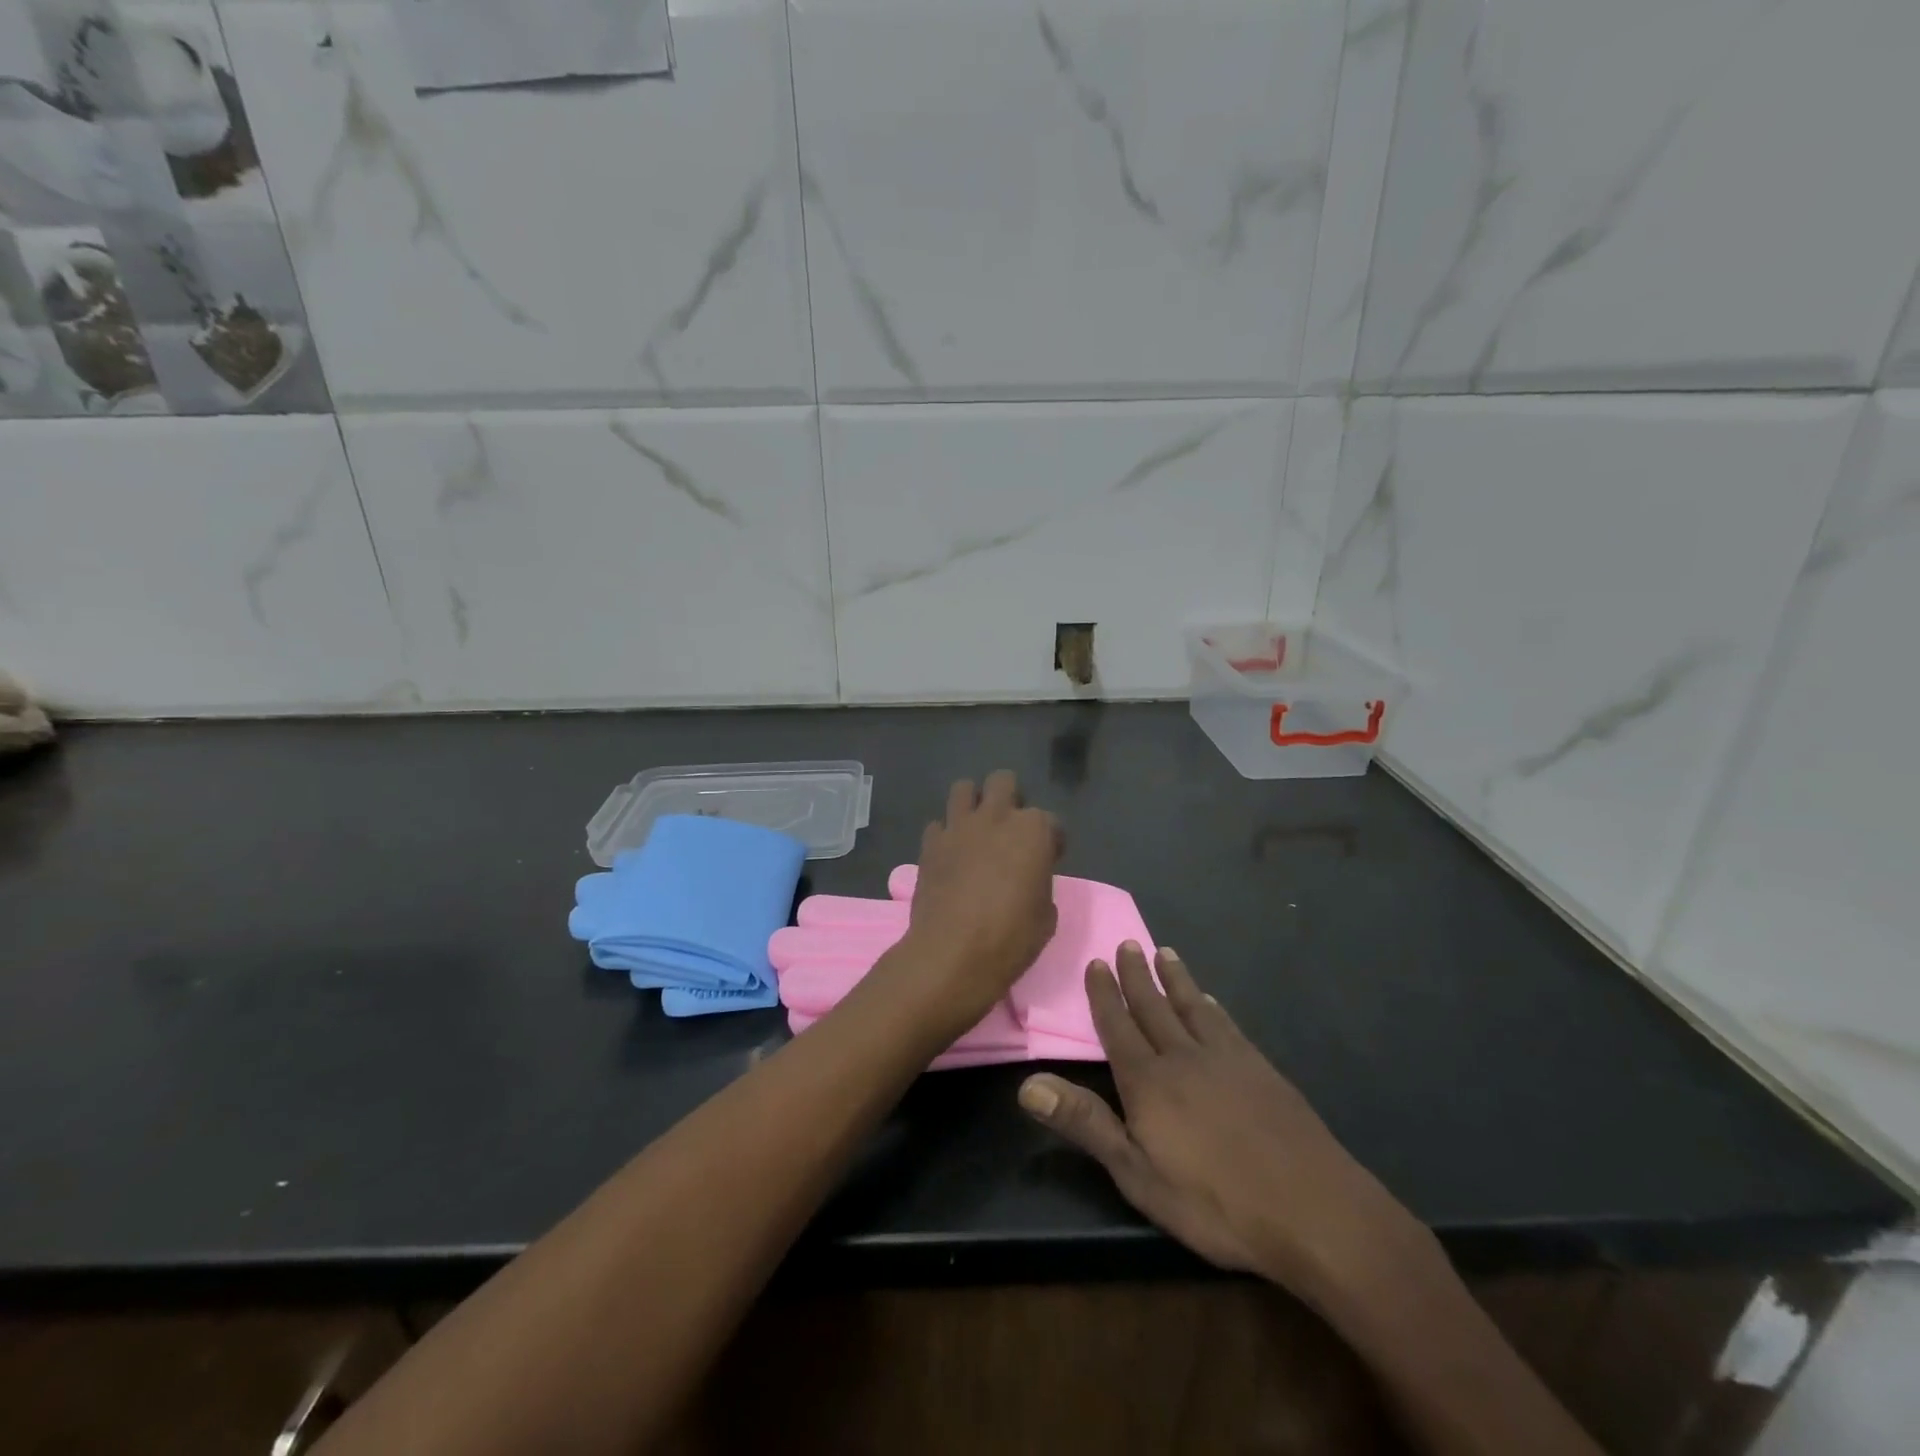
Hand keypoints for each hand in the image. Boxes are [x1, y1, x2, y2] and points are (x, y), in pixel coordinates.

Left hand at [895, 771, 1061, 1033]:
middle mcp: (996, 817)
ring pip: (964, 788)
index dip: (1052, 840)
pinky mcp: (930, 843)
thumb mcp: (1046, 916)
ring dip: (973, 802)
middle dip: (1010, 798)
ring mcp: (959, 826)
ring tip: (976, 828)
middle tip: (1010, 828)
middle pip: (1003, 781)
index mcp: (1033, 831)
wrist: (953, 954)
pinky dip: (946, 835)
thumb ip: (1040, 883)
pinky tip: (950, 855)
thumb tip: (1029, 879)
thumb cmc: (1011, 938)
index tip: (1049, 858)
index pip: (1051, 821)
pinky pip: (938, 825)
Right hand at [1018, 944, 1422, 1298]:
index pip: (1117, 1027)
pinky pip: (1227, 1025)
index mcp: (1148, 1081)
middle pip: (1153, 1007)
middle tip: (1126, 943)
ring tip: (1164, 952)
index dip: (1104, 995)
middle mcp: (1182, 1057)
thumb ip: (1085, 1123)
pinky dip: (1212, 1007)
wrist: (1312, 1208)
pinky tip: (1210, 1001)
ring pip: (1191, 1006)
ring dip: (1175, 979)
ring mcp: (1226, 1058)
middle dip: (1136, 975)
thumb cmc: (1215, 1201)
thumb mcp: (1138, 1174)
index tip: (1096, 963)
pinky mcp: (1260, 1068)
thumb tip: (1027, 1085)